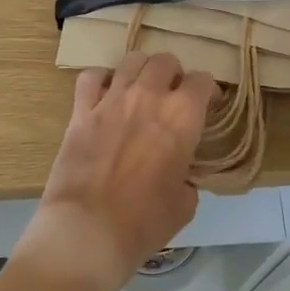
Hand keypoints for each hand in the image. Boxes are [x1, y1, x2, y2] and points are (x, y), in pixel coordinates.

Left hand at [16, 53, 213, 290]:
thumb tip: (180, 174)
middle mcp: (149, 96)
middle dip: (174, 75)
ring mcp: (112, 99)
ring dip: (141, 71)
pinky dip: (100, 80)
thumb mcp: (184, 205)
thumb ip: (187, 178)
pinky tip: (104, 94)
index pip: (203, 81)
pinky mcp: (81, 109)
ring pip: (132, 60)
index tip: (208, 105)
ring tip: (140, 89)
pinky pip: (91, 77)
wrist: (88, 230)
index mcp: (182, 116)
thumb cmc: (143, 222)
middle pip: (166, 61)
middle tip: (172, 96)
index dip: (208, 92)